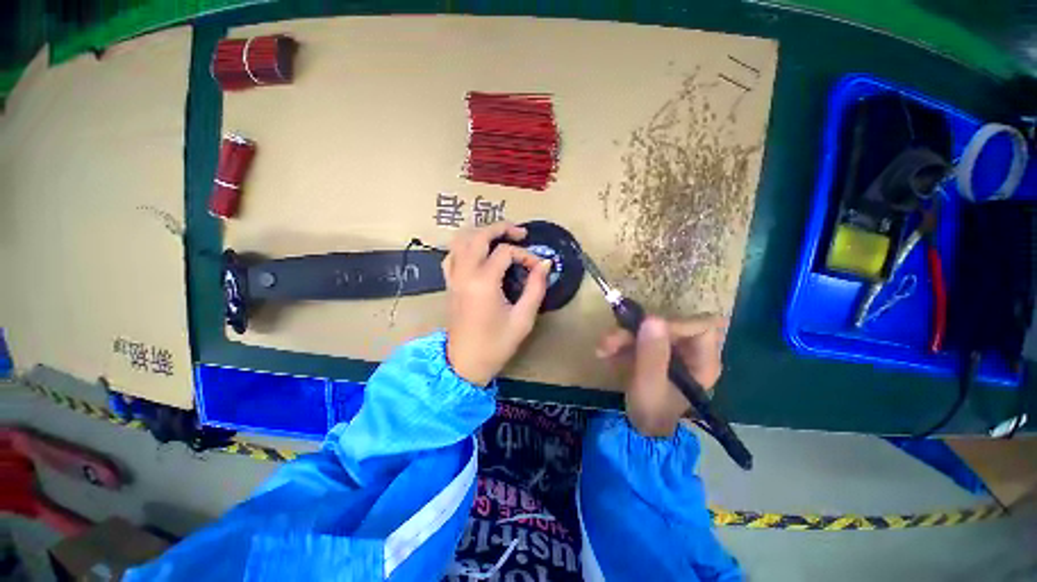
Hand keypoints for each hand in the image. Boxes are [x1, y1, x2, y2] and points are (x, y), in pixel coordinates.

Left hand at [443, 222, 552, 385]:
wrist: (465, 364)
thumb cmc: (496, 344)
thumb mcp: (523, 319)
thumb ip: (535, 288)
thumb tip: (545, 264)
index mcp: (483, 282)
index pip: (505, 252)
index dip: (526, 255)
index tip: (537, 267)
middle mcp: (464, 273)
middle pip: (478, 235)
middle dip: (501, 228)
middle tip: (520, 233)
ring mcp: (453, 277)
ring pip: (460, 240)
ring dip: (481, 233)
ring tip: (500, 238)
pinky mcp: (449, 283)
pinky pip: (452, 255)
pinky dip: (465, 246)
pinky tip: (479, 253)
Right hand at [596, 315, 726, 436]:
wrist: (638, 427)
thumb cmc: (650, 412)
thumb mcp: (650, 386)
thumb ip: (652, 355)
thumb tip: (653, 318)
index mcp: (704, 361)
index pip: (700, 326)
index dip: (673, 323)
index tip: (645, 327)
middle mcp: (691, 351)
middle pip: (670, 324)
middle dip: (637, 330)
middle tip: (610, 341)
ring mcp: (671, 349)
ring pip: (650, 328)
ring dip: (623, 335)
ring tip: (603, 349)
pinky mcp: (655, 348)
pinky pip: (639, 335)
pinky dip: (621, 341)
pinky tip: (606, 352)